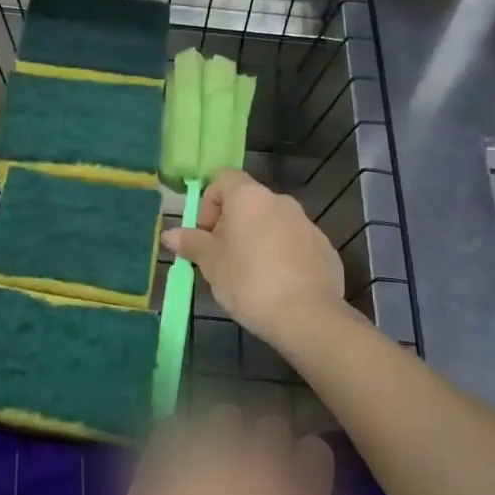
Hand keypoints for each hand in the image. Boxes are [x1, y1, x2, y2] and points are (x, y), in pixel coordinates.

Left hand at [98, 407, 409, 494]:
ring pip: (225, 417)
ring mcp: (207, 454)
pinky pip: (176, 424)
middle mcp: (257, 463)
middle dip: (264, 450)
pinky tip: (176, 471)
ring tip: (211, 476)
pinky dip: (178, 440)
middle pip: (270, 427)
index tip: (293, 490)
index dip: (305, 468)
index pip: (314, 451)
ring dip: (222, 437)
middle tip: (250, 488)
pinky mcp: (164, 454)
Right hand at [161, 170, 346, 347]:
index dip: (209, 202)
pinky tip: (277, 286)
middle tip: (221, 259)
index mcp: (249, 197)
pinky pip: (294, 244)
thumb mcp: (210, 263)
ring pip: (272, 224)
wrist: (307, 316)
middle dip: (231, 226)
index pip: (224, 179)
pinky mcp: (324, 248)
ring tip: (249, 277)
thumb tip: (170, 234)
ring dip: (257, 241)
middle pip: (248, 203)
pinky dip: (281, 257)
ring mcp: (307, 224)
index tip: (205, 234)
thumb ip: (191, 243)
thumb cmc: (248, 281)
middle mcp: (280, 201)